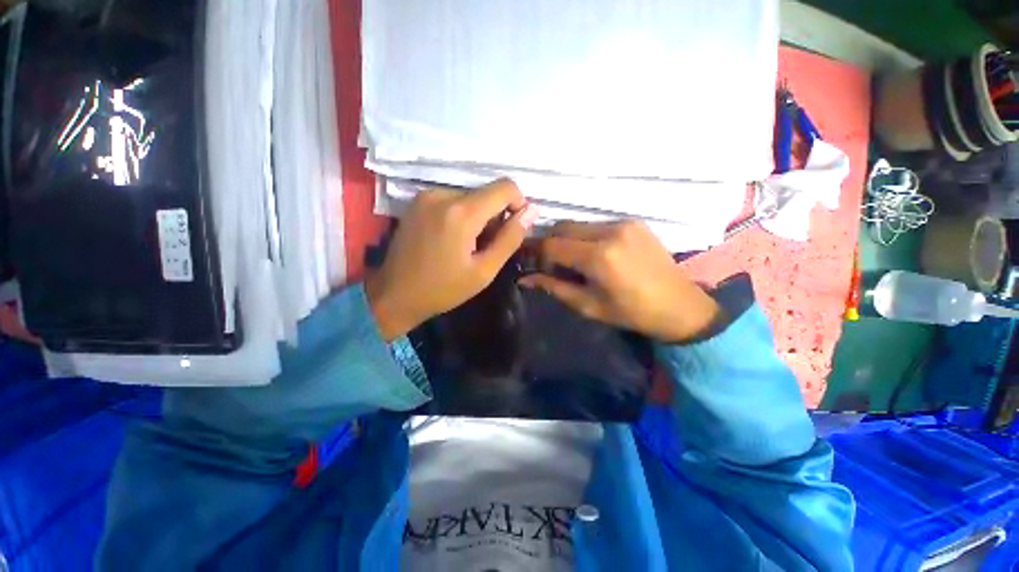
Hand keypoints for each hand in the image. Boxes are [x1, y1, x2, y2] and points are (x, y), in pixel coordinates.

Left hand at [366, 179, 538, 339]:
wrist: (394, 294)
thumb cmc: (443, 289)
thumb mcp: (484, 270)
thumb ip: (510, 238)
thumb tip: (532, 211)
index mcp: (461, 213)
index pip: (505, 187)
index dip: (518, 204)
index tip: (512, 228)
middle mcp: (443, 194)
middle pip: (487, 192)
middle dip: (495, 215)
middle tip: (485, 246)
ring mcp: (426, 195)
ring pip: (470, 196)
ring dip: (478, 216)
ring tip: (467, 245)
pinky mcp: (418, 201)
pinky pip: (452, 199)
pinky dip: (462, 214)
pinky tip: (452, 238)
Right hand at [520, 221, 721, 343]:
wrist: (680, 306)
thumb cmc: (631, 312)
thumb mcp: (588, 305)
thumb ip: (554, 287)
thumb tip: (524, 279)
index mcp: (599, 257)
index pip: (552, 245)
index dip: (534, 251)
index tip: (525, 258)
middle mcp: (610, 231)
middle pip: (563, 227)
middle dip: (549, 242)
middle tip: (546, 261)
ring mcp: (623, 223)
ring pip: (579, 224)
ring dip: (567, 239)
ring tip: (571, 260)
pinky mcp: (633, 222)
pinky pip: (596, 224)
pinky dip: (585, 237)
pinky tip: (592, 254)